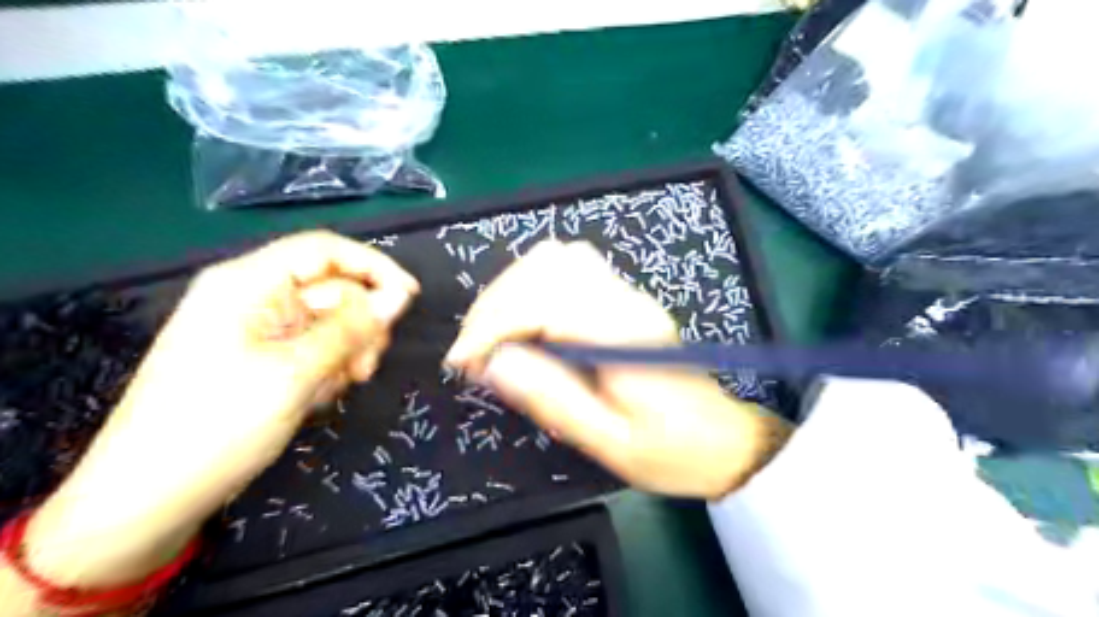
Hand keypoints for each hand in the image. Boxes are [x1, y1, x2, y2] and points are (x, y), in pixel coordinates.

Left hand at [25, 229, 421, 588]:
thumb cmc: (216, 427)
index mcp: (247, 283)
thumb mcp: (295, 374)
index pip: (324, 251)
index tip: (411, 298)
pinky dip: (329, 368)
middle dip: (360, 324)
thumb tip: (400, 296)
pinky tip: (319, 397)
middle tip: (365, 369)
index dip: (373, 267)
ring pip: (329, 322)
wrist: (147, 500)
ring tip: (341, 387)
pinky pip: (314, 348)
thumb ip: (352, 329)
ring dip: (348, 351)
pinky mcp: (262, 359)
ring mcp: (257, 330)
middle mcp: (253, 298)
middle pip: (332, 289)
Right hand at [447, 241, 790, 499]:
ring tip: (493, 336)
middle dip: (494, 305)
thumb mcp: (609, 441)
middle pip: (544, 266)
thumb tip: (493, 363)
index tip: (464, 362)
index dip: (493, 324)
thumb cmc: (669, 450)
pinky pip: (568, 268)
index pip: (544, 300)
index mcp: (623, 333)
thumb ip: (553, 398)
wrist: (721, 440)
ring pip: (554, 258)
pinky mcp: (621, 298)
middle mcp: (624, 299)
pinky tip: (524, 320)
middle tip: (474, 353)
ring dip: (510, 291)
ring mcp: (625, 293)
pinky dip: (531, 286)